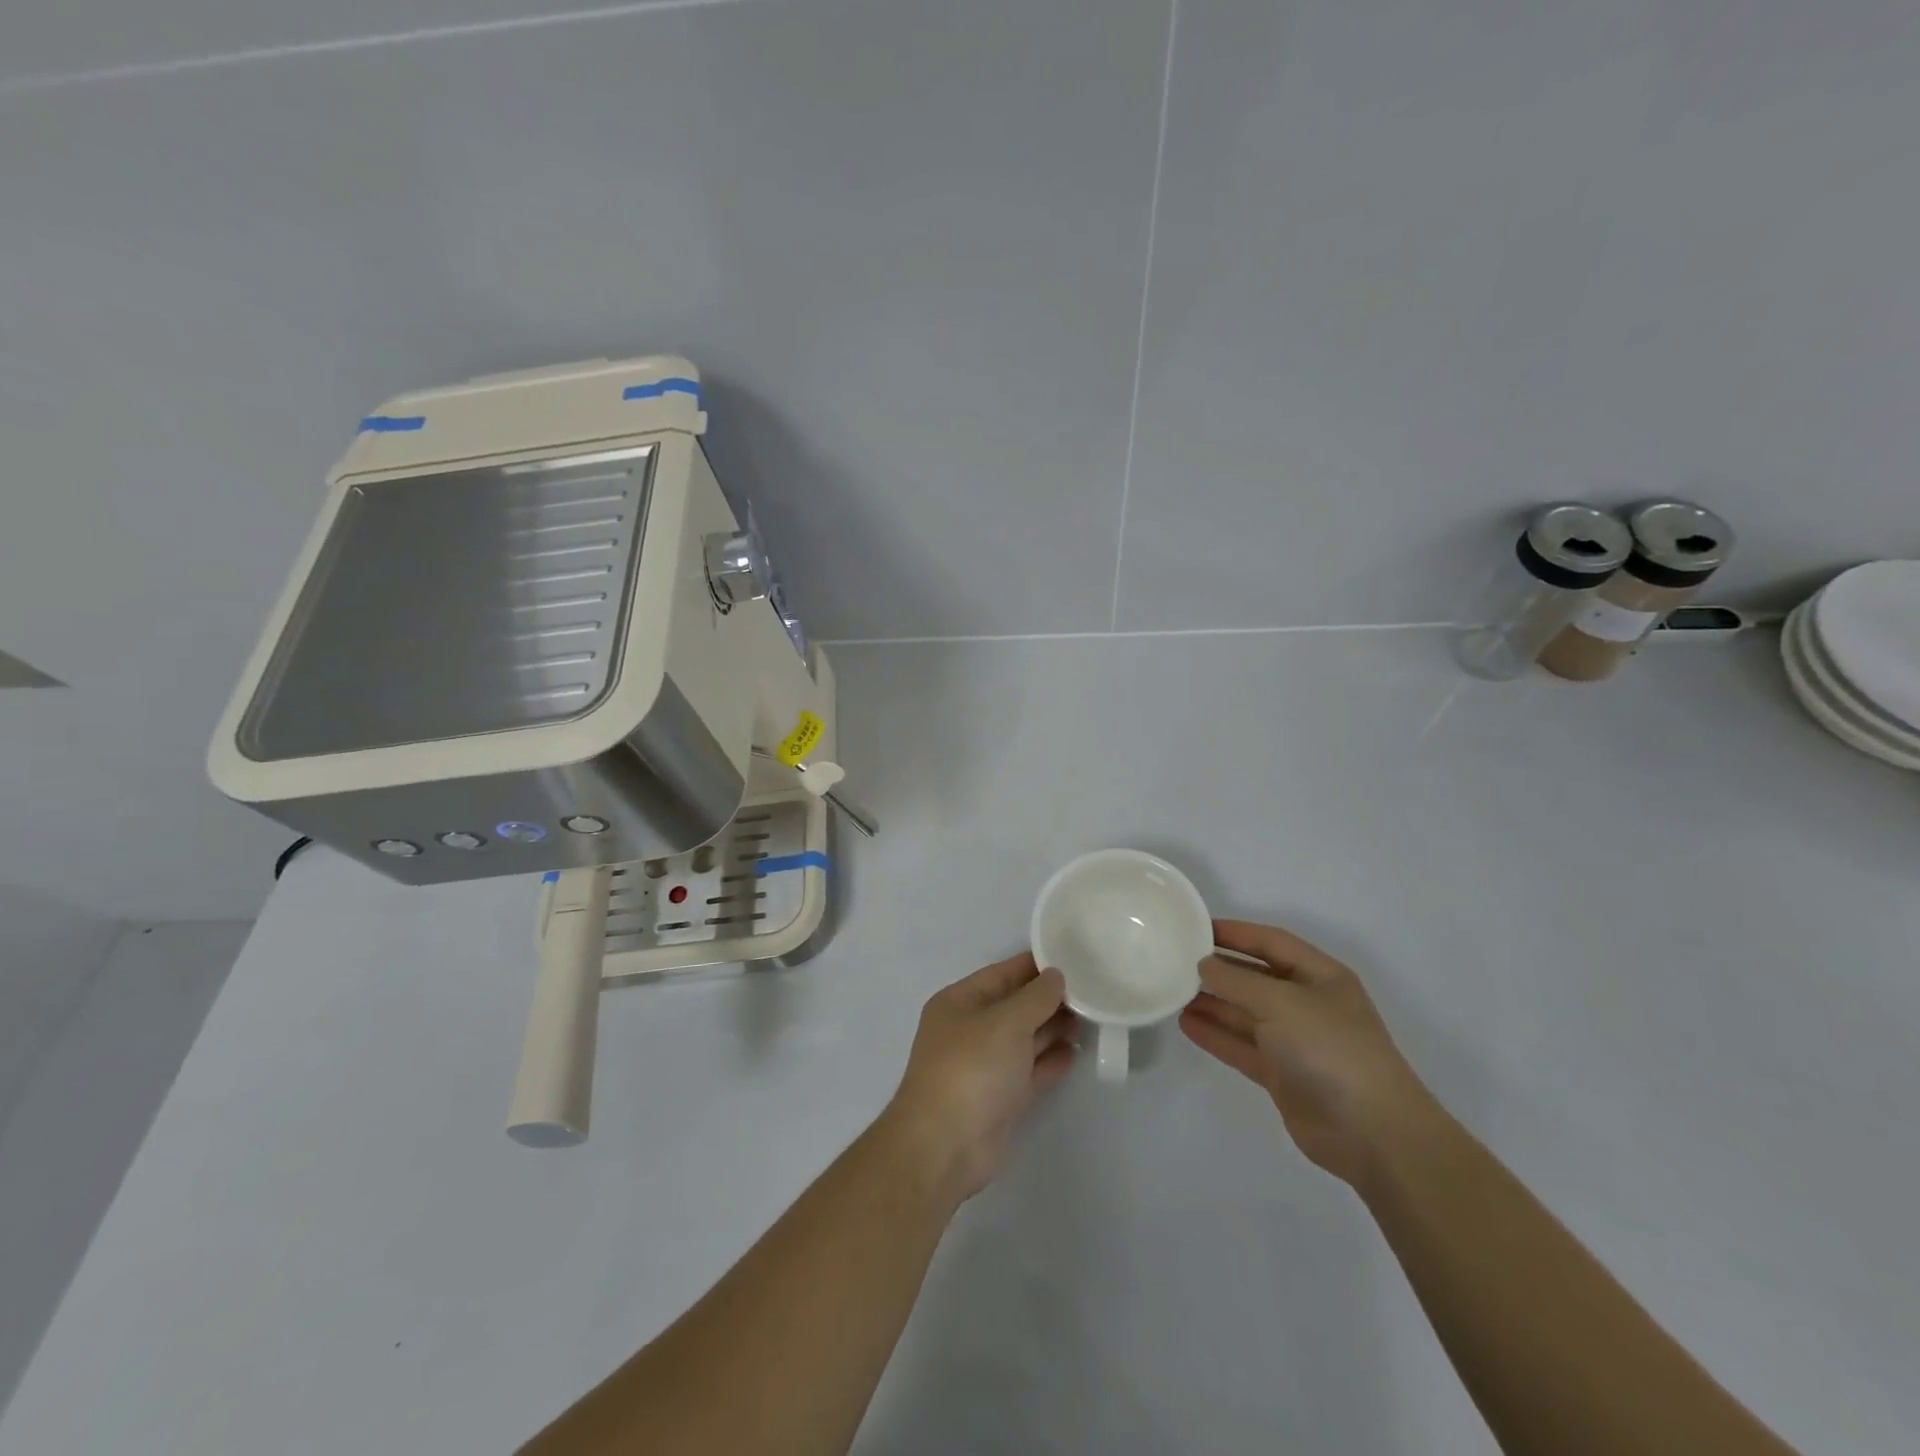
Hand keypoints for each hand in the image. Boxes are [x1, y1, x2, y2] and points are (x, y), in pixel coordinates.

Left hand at [881, 953, 1074, 1204]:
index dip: (1035, 966)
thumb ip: (1036, 997)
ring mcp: (984, 1065)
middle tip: (1091, 991)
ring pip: (1024, 1038)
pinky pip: (1029, 1070)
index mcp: (959, 1002)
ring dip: (1053, 1029)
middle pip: (1015, 1005)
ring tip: (1090, 1019)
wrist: (945, 1146)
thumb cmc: (971, 1068)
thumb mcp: (1006, 1022)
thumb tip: (1056, 976)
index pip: (1002, 973)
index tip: (1073, 957)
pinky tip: (1076, 1053)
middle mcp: (970, 1029)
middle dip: (1049, 999)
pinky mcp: (999, 1098)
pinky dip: (1050, 1061)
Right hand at [1180, 920, 1443, 1187]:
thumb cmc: (1331, 1049)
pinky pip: (1242, 1046)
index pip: (1271, 942)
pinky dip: (1216, 1035)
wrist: (1372, 1133)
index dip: (1235, 932)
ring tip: (1172, 992)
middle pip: (1256, 977)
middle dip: (1219, 969)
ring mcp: (1295, 1042)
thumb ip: (1236, 981)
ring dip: (1212, 1002)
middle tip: (1175, 961)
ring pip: (1245, 1013)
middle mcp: (1308, 1004)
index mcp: (1320, 976)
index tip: (1194, 927)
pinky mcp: (1282, 1075)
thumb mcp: (1281, 1002)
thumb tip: (1204, 965)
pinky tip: (1186, 1024)